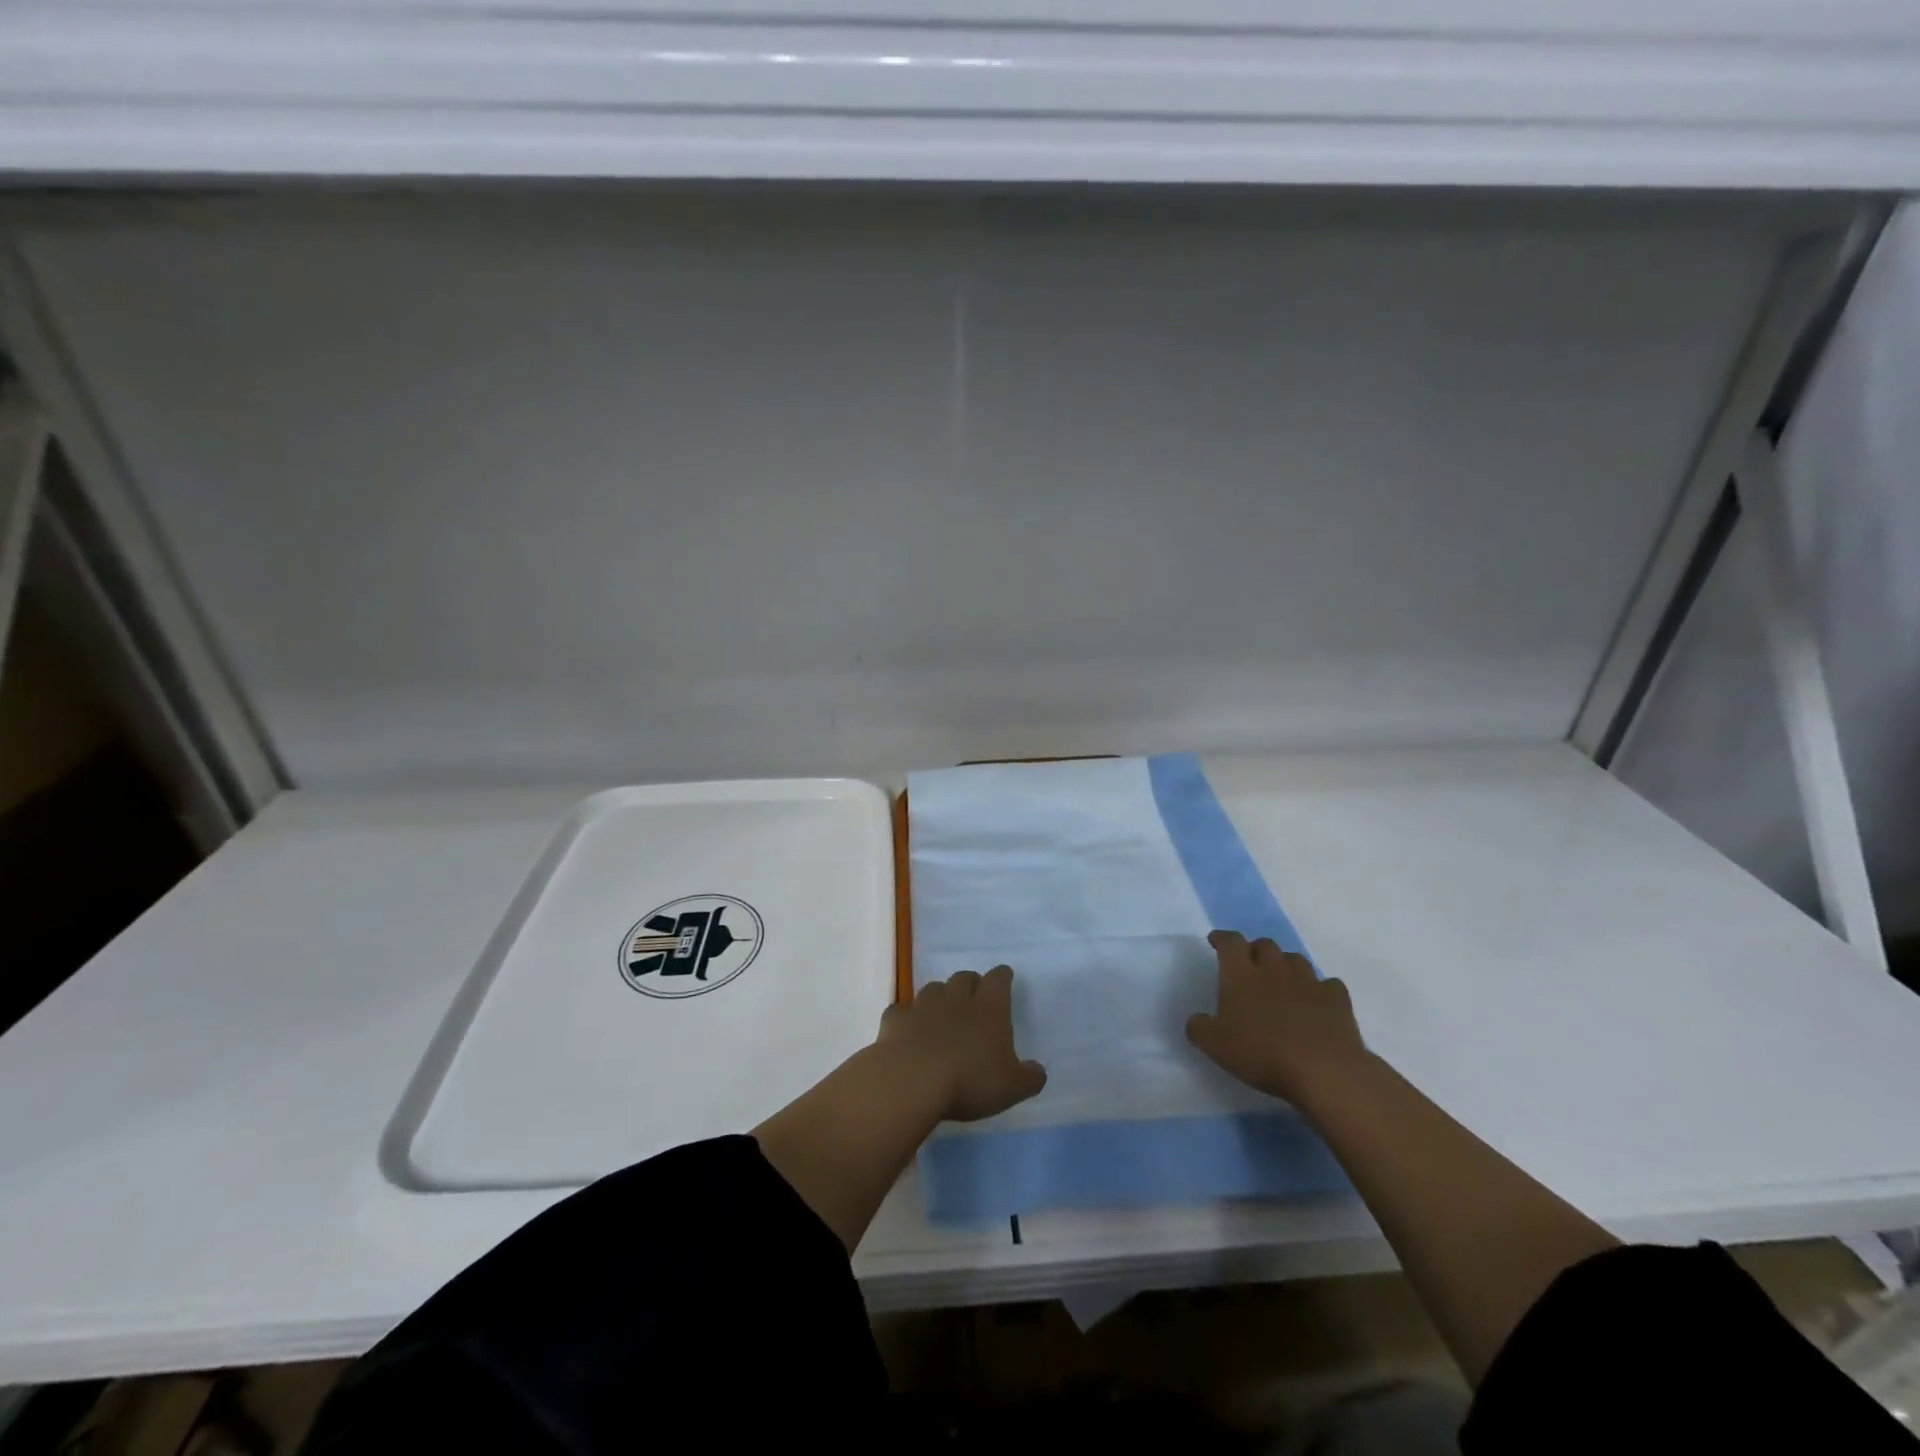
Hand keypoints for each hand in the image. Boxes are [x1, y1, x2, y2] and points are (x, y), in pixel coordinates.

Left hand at [878, 966, 1047, 1122]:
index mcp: (989, 1007)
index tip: (1004, 977)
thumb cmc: (970, 1080)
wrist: (912, 1080)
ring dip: (939, 996)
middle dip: (970, 983)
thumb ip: (1029, 1077)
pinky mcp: (895, 1020)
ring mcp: (922, 1006)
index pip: (998, 979)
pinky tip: (906, 1028)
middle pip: (964, 977)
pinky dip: (905, 1017)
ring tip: (942, 1012)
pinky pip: (901, 1011)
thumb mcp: (1011, 1087)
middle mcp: (956, 998)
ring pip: (933, 988)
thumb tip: (1038, 1071)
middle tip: (974, 997)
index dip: (1002, 976)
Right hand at [1185, 930, 1367, 1104]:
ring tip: (1281, 980)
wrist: (1323, 1070)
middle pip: (1265, 945)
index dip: (1222, 938)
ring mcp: (1308, 982)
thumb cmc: (1262, 1053)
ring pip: (1295, 960)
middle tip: (1250, 964)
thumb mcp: (1215, 1046)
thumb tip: (1196, 1020)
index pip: (1230, 942)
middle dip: (1255, 950)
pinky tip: (1316, 1001)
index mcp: (1241, 975)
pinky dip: (1319, 989)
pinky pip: (1327, 984)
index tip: (1216, 941)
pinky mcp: (1337, 1000)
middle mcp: (1274, 970)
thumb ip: (1199, 1028)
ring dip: (1285, 965)